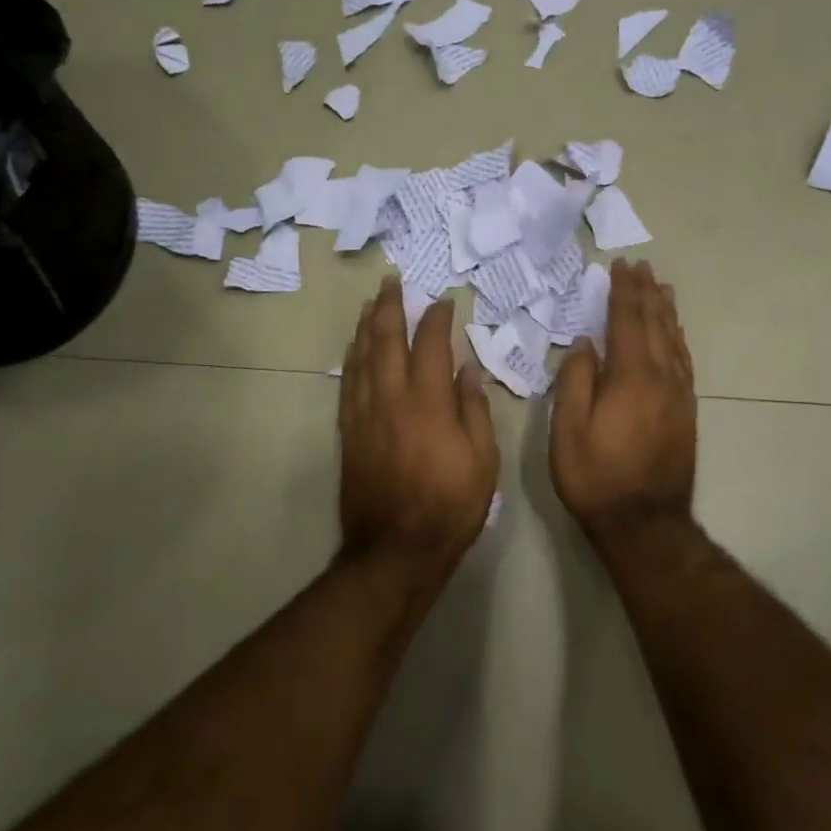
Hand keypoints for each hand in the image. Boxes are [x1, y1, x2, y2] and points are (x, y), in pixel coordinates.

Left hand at [339, 277, 499, 584]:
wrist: (395, 548)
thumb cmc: (450, 506)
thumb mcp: (482, 460)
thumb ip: (473, 409)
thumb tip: (466, 369)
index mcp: (428, 402)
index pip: (430, 345)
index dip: (436, 318)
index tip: (442, 301)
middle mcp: (391, 399)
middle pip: (386, 340)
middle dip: (390, 306)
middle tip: (392, 281)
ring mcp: (364, 414)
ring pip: (362, 357)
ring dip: (367, 326)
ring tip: (371, 303)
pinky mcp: (348, 433)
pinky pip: (348, 384)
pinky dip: (352, 360)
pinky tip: (355, 348)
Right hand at [551, 259, 696, 538]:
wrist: (644, 521)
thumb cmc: (596, 476)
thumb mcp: (568, 430)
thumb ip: (576, 381)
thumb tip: (585, 343)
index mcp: (631, 376)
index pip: (627, 321)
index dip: (623, 292)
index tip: (621, 266)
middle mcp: (661, 377)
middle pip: (656, 324)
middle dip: (647, 293)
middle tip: (642, 267)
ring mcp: (679, 395)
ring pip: (675, 341)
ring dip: (666, 312)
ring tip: (663, 288)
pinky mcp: (686, 412)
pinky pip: (684, 363)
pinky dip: (678, 340)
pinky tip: (675, 336)